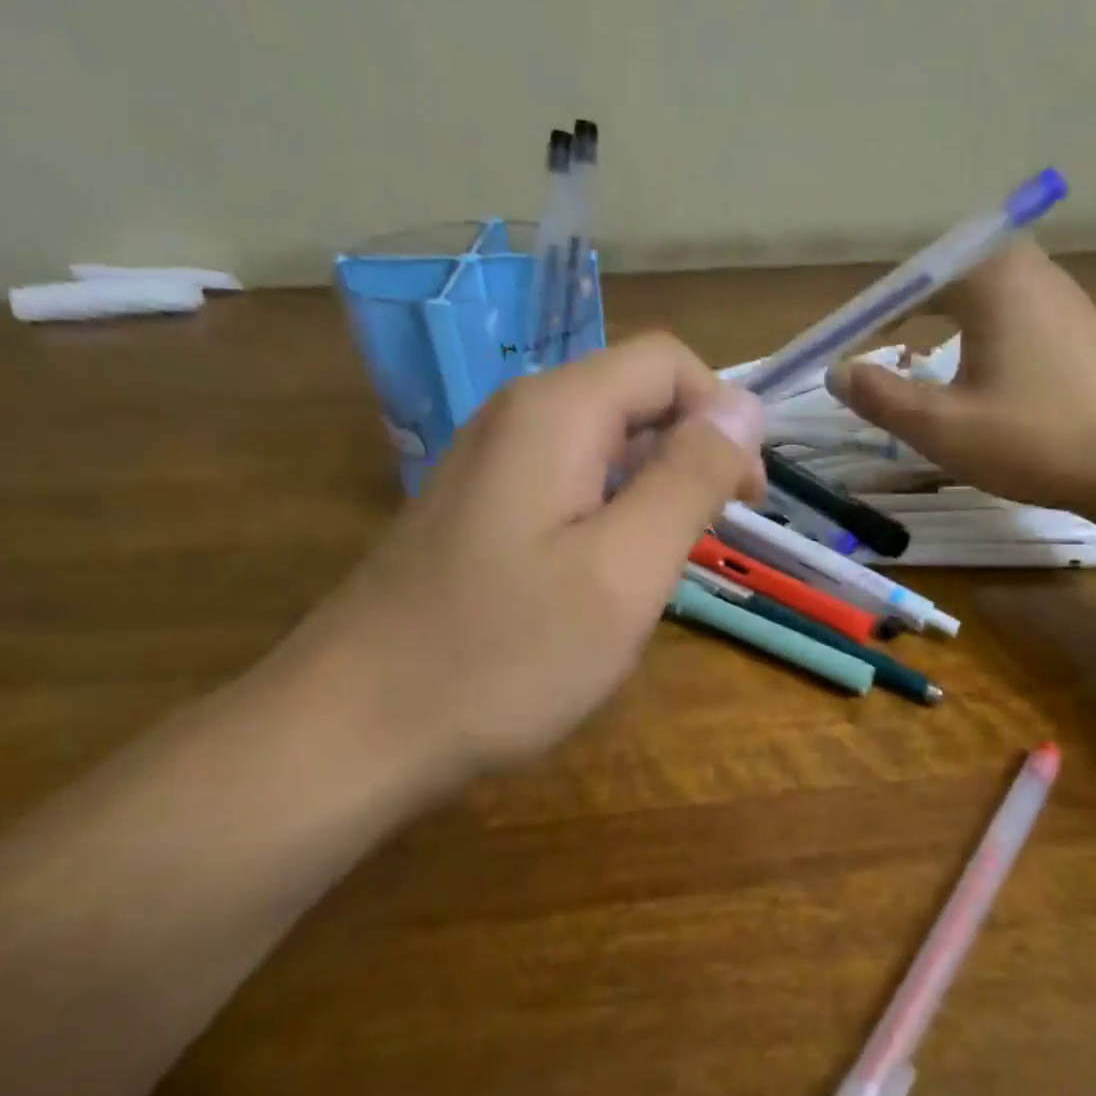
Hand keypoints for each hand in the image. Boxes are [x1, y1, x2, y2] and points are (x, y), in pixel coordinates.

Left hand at [285, 335, 763, 788]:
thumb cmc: (504, 654)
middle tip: (706, 544)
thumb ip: (690, 478)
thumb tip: (743, 406)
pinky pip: (566, 487)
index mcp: (556, 413)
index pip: (668, 363)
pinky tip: (603, 582)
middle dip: (690, 456)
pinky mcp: (475, 512)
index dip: (723, 417)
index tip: (742, 501)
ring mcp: (487, 466)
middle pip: (633, 399)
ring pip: (602, 448)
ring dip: (651, 492)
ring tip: (660, 570)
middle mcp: (516, 418)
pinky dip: (608, 518)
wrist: (352, 731)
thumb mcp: (625, 568)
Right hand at [826, 239, 1095, 518]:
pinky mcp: (1078, 327)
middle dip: (897, 320)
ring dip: (935, 330)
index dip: (861, 321)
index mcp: (990, 276)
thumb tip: (838, 372)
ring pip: (974, 302)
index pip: (903, 284)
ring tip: (909, 369)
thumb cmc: (1038, 438)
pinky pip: (1005, 319)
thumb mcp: (943, 426)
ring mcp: (1059, 296)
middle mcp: (1026, 268)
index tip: (835, 358)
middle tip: (867, 361)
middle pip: (940, 283)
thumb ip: (881, 396)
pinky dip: (971, 341)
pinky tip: (971, 379)